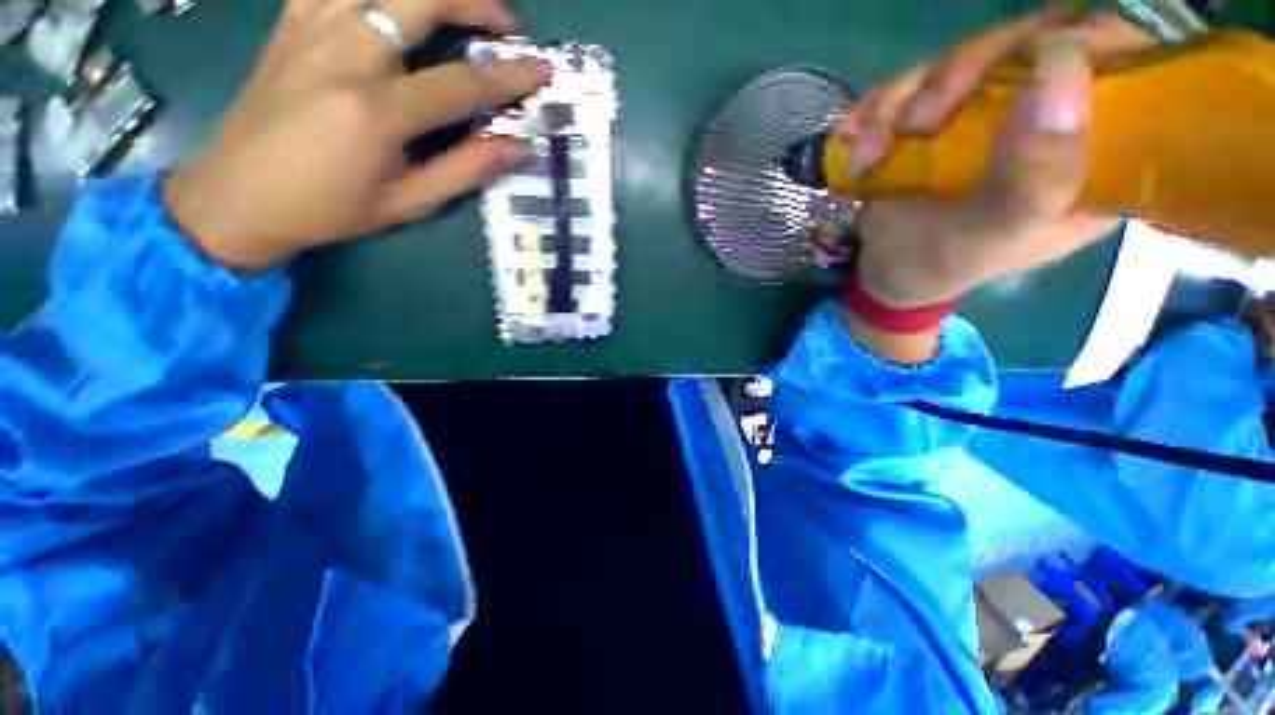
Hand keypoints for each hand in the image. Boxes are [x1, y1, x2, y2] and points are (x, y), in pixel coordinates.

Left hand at [164, 0, 549, 270]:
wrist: (238, 196)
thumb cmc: (330, 208)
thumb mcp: (409, 203)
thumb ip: (466, 170)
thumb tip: (517, 146)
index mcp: (377, 112)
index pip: (461, 83)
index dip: (508, 76)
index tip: (540, 71)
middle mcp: (344, 56)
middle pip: (421, 0)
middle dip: (475, 2)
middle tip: (505, 23)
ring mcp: (311, 32)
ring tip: (455, 6)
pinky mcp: (290, 26)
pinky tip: (389, 7)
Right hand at [840, 12, 1158, 309]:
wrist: (888, 272)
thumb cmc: (944, 266)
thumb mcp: (994, 237)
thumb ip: (1037, 174)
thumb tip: (1061, 65)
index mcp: (1097, 152)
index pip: (1125, 65)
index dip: (1085, 42)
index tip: (1031, 59)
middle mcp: (1050, 117)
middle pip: (1030, 43)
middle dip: (963, 73)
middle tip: (916, 123)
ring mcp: (990, 109)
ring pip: (962, 56)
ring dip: (901, 100)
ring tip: (869, 153)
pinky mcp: (942, 112)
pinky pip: (911, 82)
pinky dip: (874, 110)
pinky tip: (856, 145)